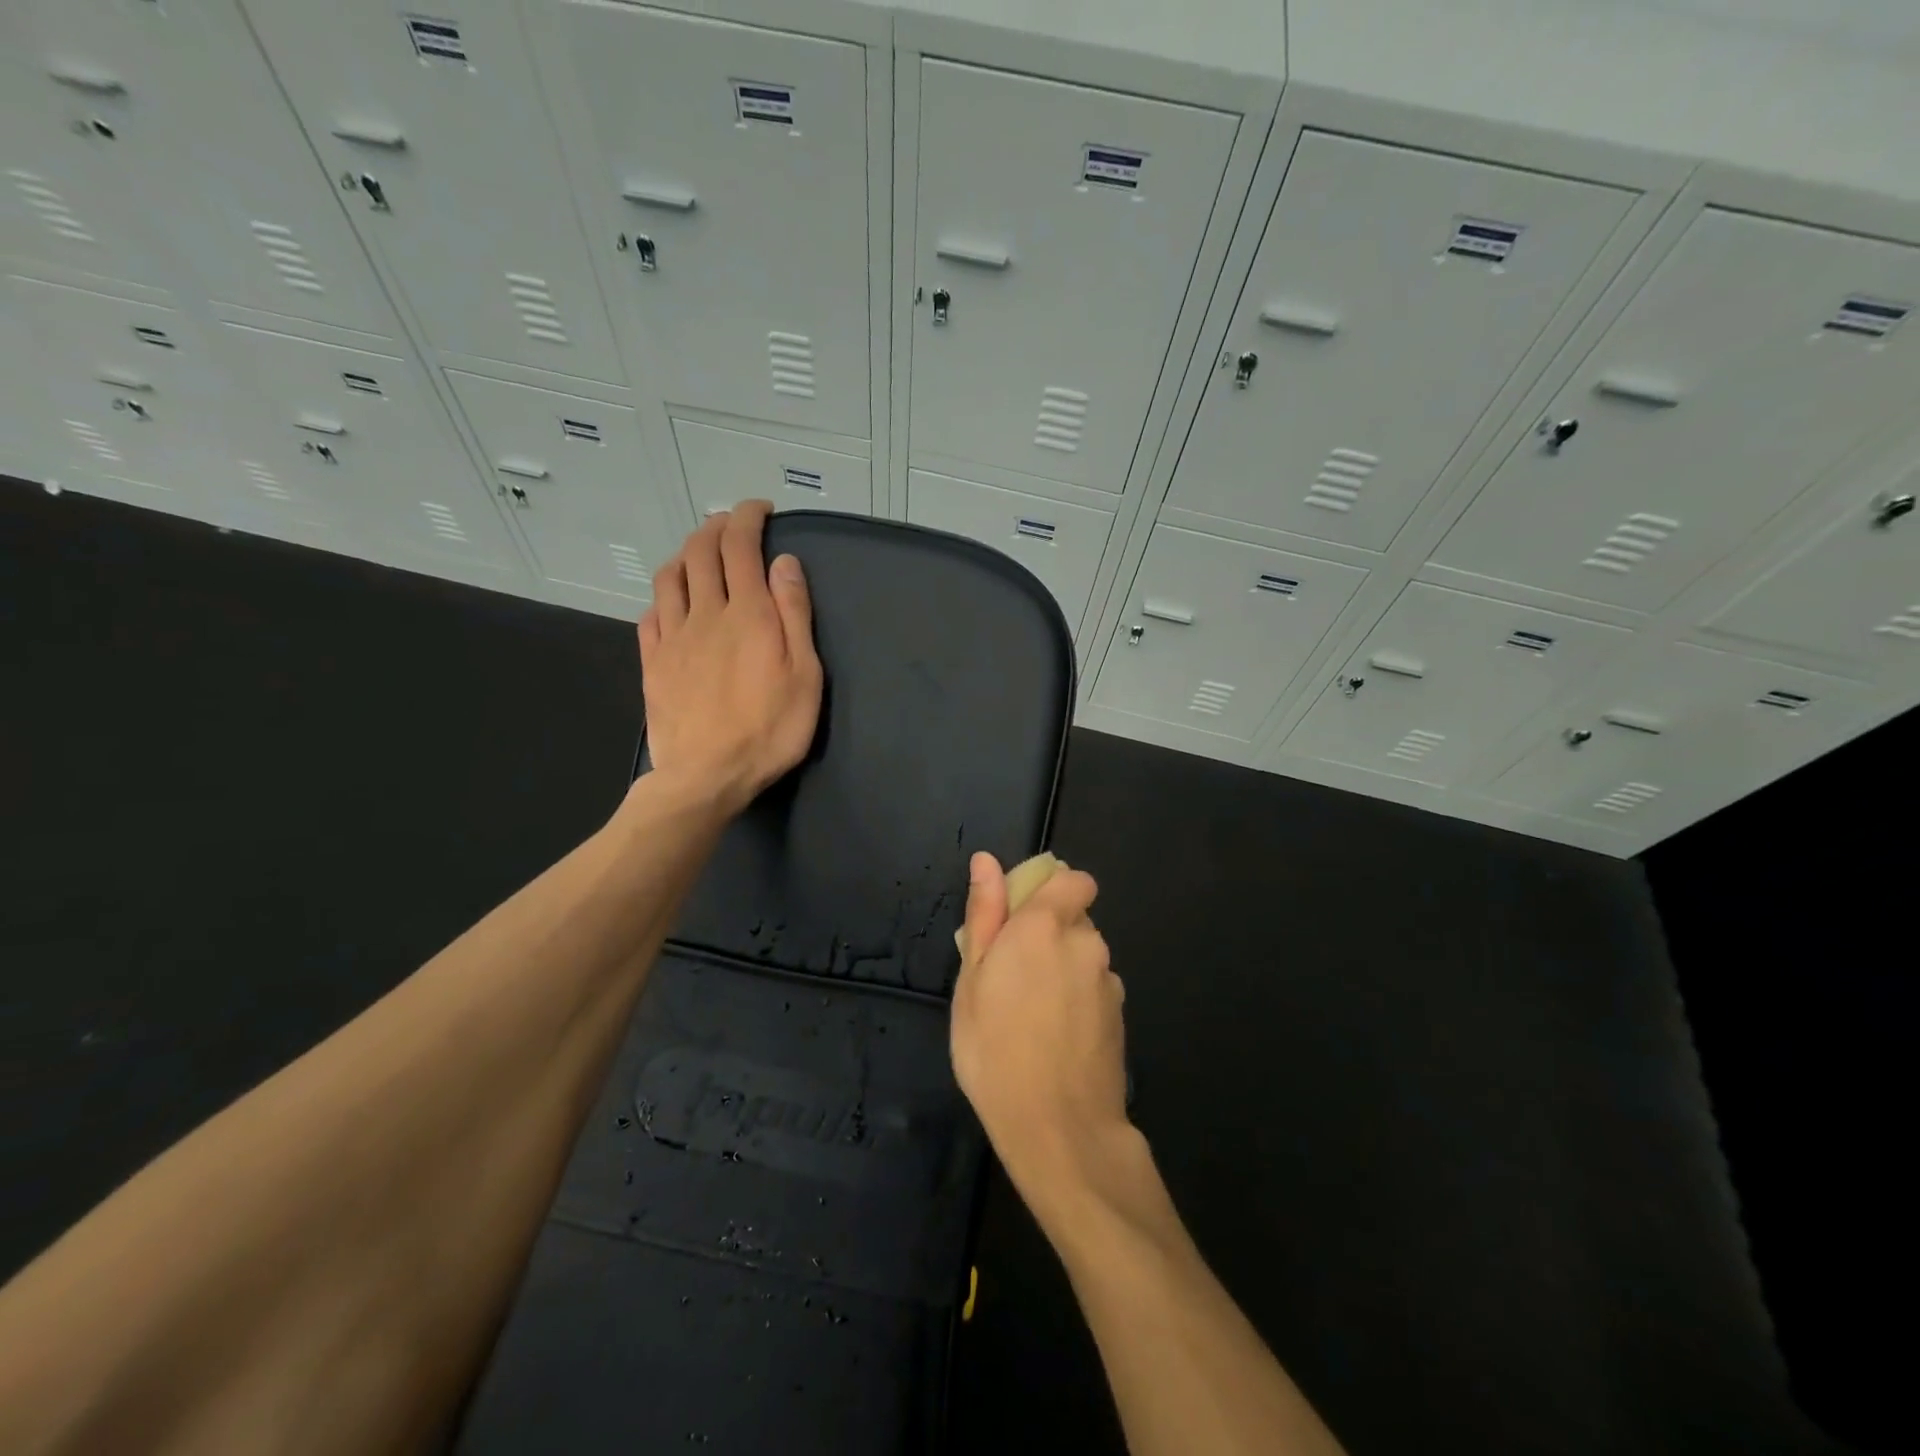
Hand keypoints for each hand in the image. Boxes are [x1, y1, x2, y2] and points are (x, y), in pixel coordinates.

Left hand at [638, 501, 822, 816]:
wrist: (706, 776)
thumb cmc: (769, 730)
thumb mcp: (805, 675)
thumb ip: (794, 615)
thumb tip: (784, 563)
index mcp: (747, 613)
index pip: (741, 546)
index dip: (747, 517)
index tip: (759, 509)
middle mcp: (705, 614)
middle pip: (701, 552)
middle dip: (716, 527)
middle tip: (733, 524)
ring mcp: (672, 637)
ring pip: (670, 577)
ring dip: (686, 554)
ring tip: (701, 555)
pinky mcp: (653, 663)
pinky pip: (651, 614)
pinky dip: (664, 596)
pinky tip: (673, 603)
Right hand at [951, 852, 1132, 1220]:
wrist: (1059, 1129)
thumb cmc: (995, 1050)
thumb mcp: (972, 981)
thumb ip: (984, 914)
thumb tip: (986, 861)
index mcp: (1045, 925)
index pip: (1072, 879)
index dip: (1051, 890)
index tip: (1021, 919)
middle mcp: (1086, 942)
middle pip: (1074, 918)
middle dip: (1048, 934)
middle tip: (1011, 978)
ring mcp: (1109, 980)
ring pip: (1084, 956)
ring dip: (1063, 969)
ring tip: (1031, 1015)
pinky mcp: (1121, 1014)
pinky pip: (1095, 989)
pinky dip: (1078, 1000)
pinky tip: (1057, 1038)